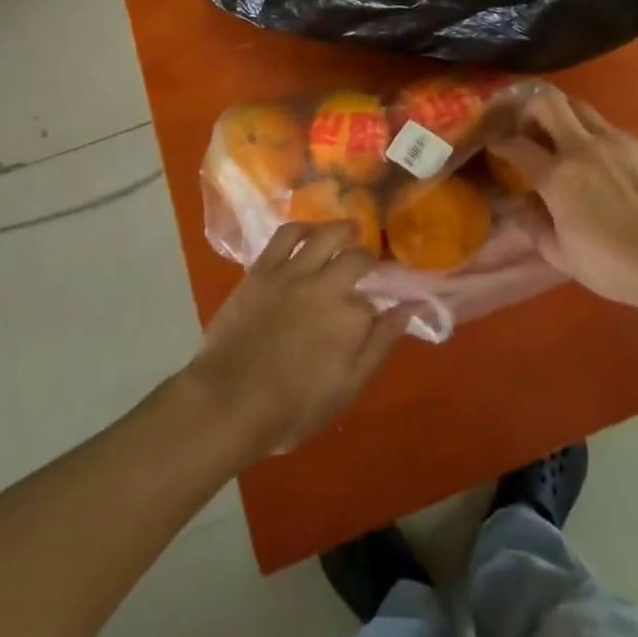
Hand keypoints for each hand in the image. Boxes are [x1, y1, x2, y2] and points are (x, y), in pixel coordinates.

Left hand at [184, 222, 409, 455]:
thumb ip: (380, 344)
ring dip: (344, 229)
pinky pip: (286, 234)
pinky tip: (309, 232)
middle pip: (357, 257)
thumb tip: (409, 308)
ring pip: (328, 234)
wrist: (228, 402)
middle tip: (365, 264)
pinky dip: (302, 228)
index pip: (374, 303)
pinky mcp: (263, 268)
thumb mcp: (347, 388)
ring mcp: (294, 272)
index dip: (373, 308)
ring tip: (350, 230)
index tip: (371, 312)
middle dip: (366, 259)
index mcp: (352, 318)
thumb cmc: (291, 408)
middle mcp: (328, 285)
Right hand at [489, 90, 637, 311]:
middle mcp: (583, 147)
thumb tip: (521, 204)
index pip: (516, 145)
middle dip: (530, 108)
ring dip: (566, 120)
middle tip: (528, 127)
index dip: (499, 142)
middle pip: (547, 102)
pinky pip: (613, 133)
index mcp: (558, 176)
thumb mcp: (561, 255)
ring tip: (567, 142)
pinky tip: (609, 167)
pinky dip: (600, 142)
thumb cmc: (614, 266)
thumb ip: (534, 224)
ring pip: (582, 110)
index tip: (495, 145)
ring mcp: (617, 141)